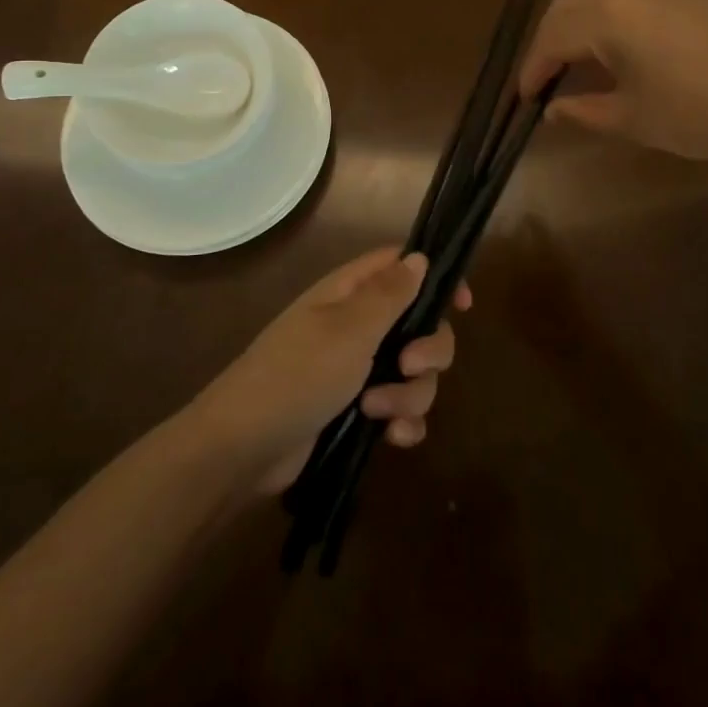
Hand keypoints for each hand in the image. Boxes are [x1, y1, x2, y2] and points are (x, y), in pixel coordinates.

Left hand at [187, 249, 469, 495]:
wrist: (244, 449)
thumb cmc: (297, 374)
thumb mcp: (349, 330)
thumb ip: (390, 294)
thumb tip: (419, 256)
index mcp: (350, 294)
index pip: (402, 267)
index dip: (436, 278)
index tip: (463, 305)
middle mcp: (358, 326)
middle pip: (421, 324)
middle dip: (428, 350)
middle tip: (407, 367)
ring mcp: (358, 370)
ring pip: (415, 373)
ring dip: (409, 395)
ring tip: (376, 413)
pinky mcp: (357, 412)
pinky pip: (401, 410)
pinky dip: (403, 422)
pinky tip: (393, 439)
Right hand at [518, 0, 707, 165]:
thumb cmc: (697, 115)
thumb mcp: (631, 119)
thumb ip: (584, 111)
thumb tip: (552, 109)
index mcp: (606, 20)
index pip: (553, 39)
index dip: (534, 68)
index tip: (525, 96)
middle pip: (570, 5)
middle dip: (550, 39)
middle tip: (546, 75)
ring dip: (579, 10)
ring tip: (575, 42)